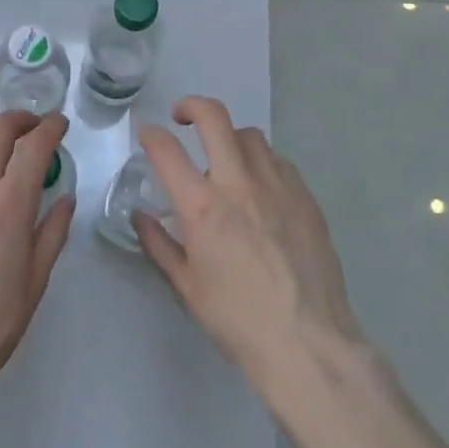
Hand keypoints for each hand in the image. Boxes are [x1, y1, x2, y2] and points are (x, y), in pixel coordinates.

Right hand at [136, 97, 361, 390]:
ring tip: (225, 159)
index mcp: (203, 207)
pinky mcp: (305, 196)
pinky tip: (259, 188)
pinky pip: (279, 161)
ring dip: (230, 138)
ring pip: (250, 136)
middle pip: (214, 118)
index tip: (147, 134)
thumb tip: (141, 216)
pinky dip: (261, 162)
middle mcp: (239, 183)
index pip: (167, 150)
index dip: (151, 134)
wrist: (307, 342)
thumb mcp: (186, 287)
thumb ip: (159, 244)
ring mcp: (277, 186)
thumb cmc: (237, 319)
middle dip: (191, 106)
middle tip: (182, 116)